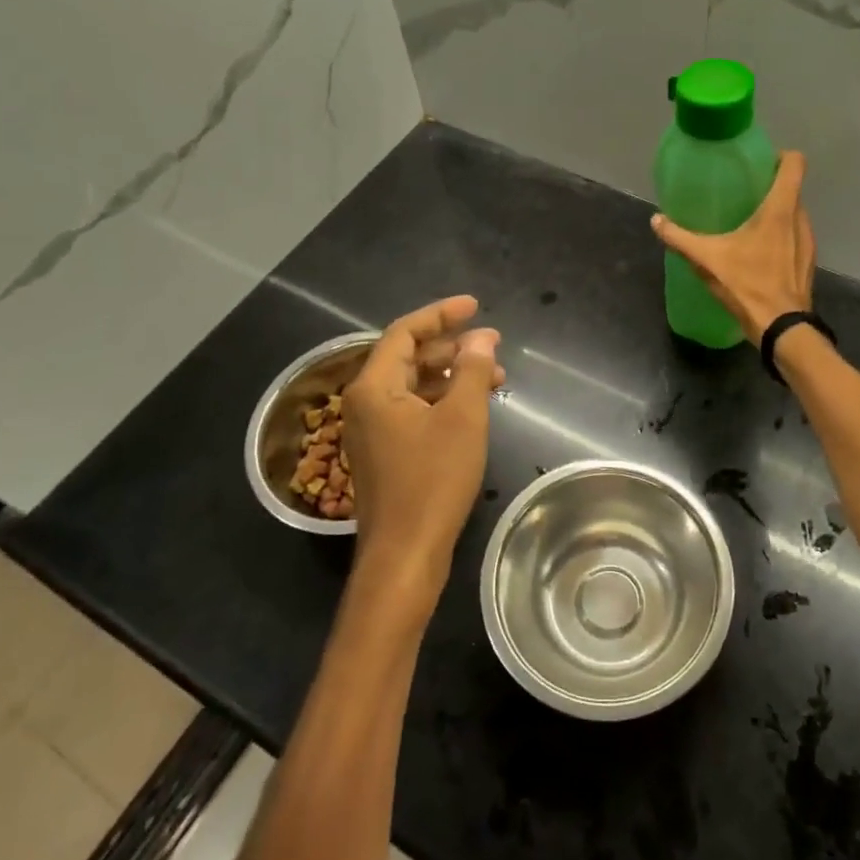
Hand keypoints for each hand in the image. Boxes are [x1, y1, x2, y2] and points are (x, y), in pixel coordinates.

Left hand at [341, 295, 503, 610]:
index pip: (405, 332)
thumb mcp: (462, 418)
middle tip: (493, 344)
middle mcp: (365, 402)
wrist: (405, 554)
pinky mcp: (385, 453)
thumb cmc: (433, 481)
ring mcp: (373, 430)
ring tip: (495, 376)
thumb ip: (471, 370)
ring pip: (414, 386)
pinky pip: (414, 410)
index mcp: (374, 387)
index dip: (441, 314)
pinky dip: (443, 401)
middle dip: (452, 346)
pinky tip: (473, 407)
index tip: (475, 305)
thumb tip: (480, 337)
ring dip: (452, 375)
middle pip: (408, 357)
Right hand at [651, 150, 815, 343]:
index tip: (757, 163)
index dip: (778, 156)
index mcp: (780, 209)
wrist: (781, 327)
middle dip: (770, 186)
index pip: (794, 164)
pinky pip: (795, 236)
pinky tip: (759, 252)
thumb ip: (680, 238)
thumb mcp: (707, 260)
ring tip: (748, 222)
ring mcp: (807, 241)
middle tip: (743, 193)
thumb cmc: (747, 285)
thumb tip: (656, 220)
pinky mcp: (807, 262)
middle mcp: (799, 219)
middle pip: (792, 188)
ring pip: (794, 213)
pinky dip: (781, 236)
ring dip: (776, 213)